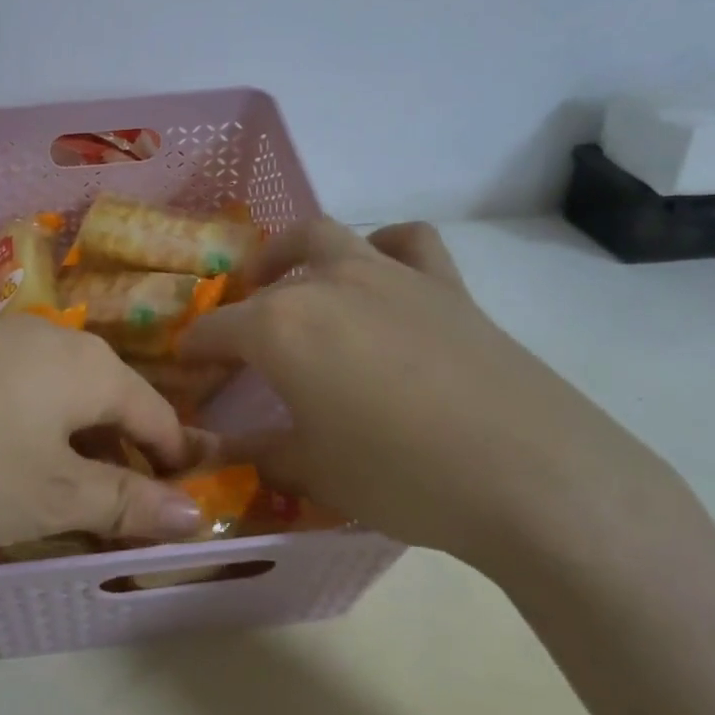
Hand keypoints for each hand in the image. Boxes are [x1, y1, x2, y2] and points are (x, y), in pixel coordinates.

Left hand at [0, 318, 206, 548]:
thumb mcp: (52, 496)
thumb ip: (126, 503)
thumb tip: (198, 514)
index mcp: (87, 365)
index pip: (154, 413)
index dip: (172, 461)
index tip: (178, 505)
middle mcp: (47, 337)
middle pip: (105, 399)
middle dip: (117, 455)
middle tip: (111, 510)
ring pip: (56, 393)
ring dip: (69, 442)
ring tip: (54, 492)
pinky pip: (12, 388)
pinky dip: (25, 426)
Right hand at [180, 220, 691, 574]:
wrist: (529, 476)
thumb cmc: (402, 477)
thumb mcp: (315, 472)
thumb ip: (261, 451)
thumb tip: (225, 448)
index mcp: (279, 328)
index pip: (214, 331)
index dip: (194, 352)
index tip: (185, 370)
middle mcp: (324, 284)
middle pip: (264, 279)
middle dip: (241, 303)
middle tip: (240, 339)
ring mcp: (387, 274)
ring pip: (325, 237)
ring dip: (294, 253)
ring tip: (289, 281)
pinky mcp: (444, 284)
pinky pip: (406, 242)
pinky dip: (383, 248)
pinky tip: (380, 275)